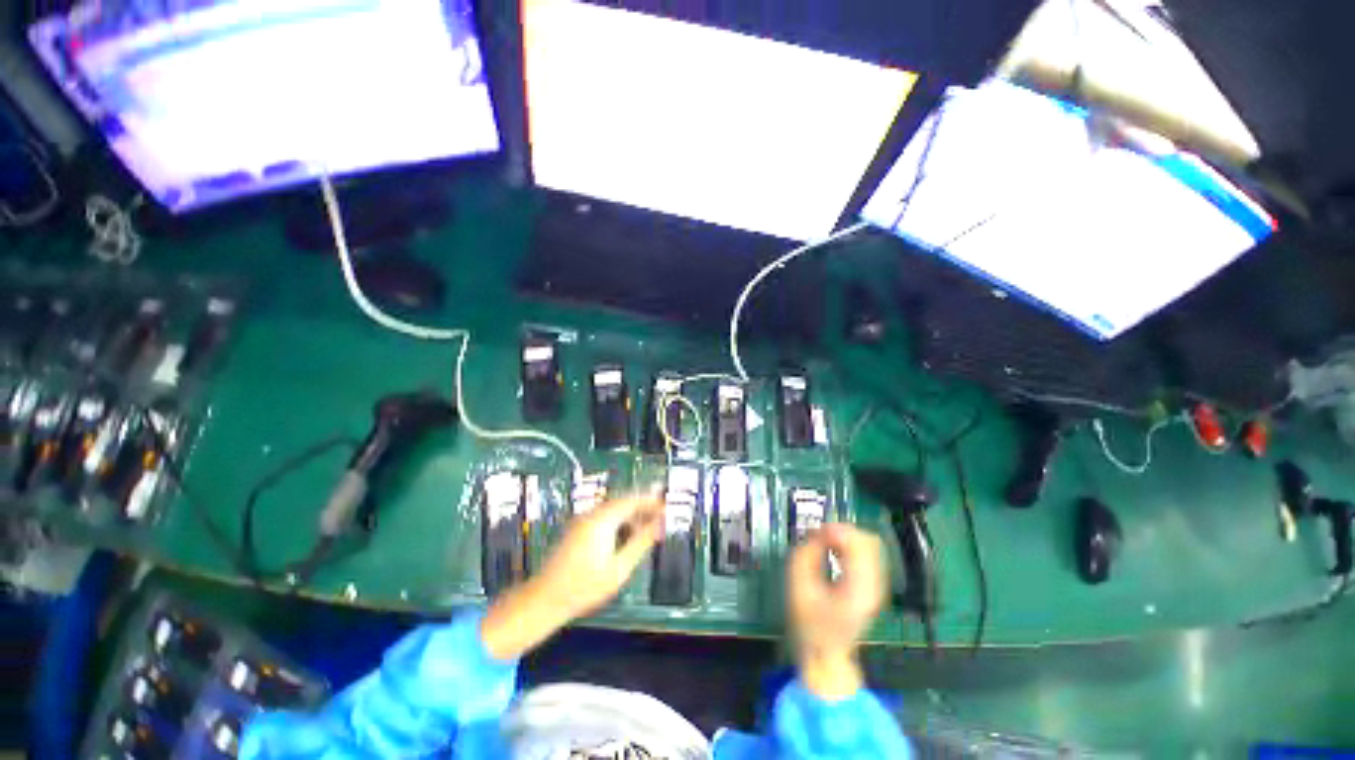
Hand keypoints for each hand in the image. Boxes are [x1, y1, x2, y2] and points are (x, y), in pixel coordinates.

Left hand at [481, 495, 662, 659]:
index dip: (651, 501)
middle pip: (623, 502)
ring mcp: (583, 520)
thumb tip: (660, 524)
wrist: (544, 599)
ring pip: (614, 509)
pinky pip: (605, 517)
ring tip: (649, 529)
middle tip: (661, 517)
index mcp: (602, 520)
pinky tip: (627, 536)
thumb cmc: (584, 587)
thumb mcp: (619, 568)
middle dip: (643, 507)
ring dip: (632, 515)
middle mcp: (591, 514)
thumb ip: (641, 542)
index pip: (632, 500)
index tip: (667, 505)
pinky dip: (620, 521)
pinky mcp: (578, 528)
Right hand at [787, 523, 886, 699]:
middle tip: (819, 534)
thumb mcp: (798, 587)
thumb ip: (806, 555)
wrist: (826, 655)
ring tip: (824, 541)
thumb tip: (817, 533)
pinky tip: (834, 549)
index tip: (817, 531)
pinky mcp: (873, 585)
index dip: (837, 531)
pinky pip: (867, 554)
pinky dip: (850, 545)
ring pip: (870, 545)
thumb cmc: (809, 624)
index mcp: (858, 590)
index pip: (859, 546)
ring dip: (846, 537)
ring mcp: (877, 586)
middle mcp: (874, 586)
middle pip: (869, 542)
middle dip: (843, 531)